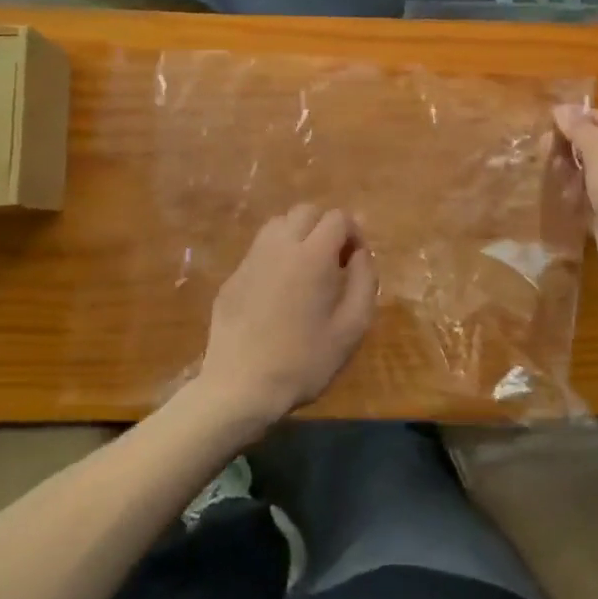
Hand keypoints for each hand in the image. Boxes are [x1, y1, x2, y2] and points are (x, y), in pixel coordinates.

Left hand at [199, 206, 378, 426]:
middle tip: (334, 262)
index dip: (353, 233)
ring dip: (298, 235)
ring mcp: (251, 259)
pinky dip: (276, 256)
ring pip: (278, 225)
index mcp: (313, 255)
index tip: (355, 261)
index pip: (337, 218)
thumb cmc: (305, 360)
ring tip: (306, 269)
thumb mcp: (352, 327)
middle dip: (325, 228)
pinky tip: (279, 291)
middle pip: (306, 211)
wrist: (241, 387)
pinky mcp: (232, 277)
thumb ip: (365, 281)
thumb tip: (361, 253)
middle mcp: (280, 246)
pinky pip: (259, 250)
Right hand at [553, 106, 597, 273]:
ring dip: (570, 171)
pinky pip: (588, 199)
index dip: (582, 118)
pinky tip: (562, 197)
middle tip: (544, 148)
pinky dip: (575, 196)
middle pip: (597, 147)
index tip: (553, 120)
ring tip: (553, 173)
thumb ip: (579, 128)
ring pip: (590, 174)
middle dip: (571, 146)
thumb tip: (561, 108)